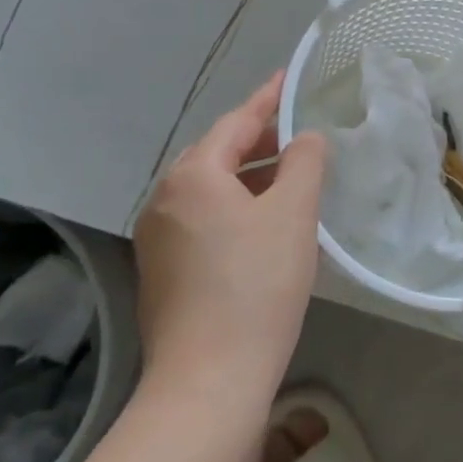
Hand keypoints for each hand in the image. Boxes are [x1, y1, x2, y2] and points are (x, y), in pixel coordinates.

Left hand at [133, 72, 327, 409]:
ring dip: (250, 176)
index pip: (236, 123)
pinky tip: (264, 224)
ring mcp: (158, 238)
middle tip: (299, 132)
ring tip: (290, 177)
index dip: (268, 99)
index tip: (288, 77)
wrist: (208, 383)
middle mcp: (164, 200)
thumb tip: (304, 139)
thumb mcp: (294, 214)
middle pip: (218, 154)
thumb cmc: (256, 287)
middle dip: (260, 139)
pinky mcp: (163, 271)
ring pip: (210, 189)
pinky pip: (203, 218)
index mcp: (193, 177)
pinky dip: (235, 207)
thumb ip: (304, 162)